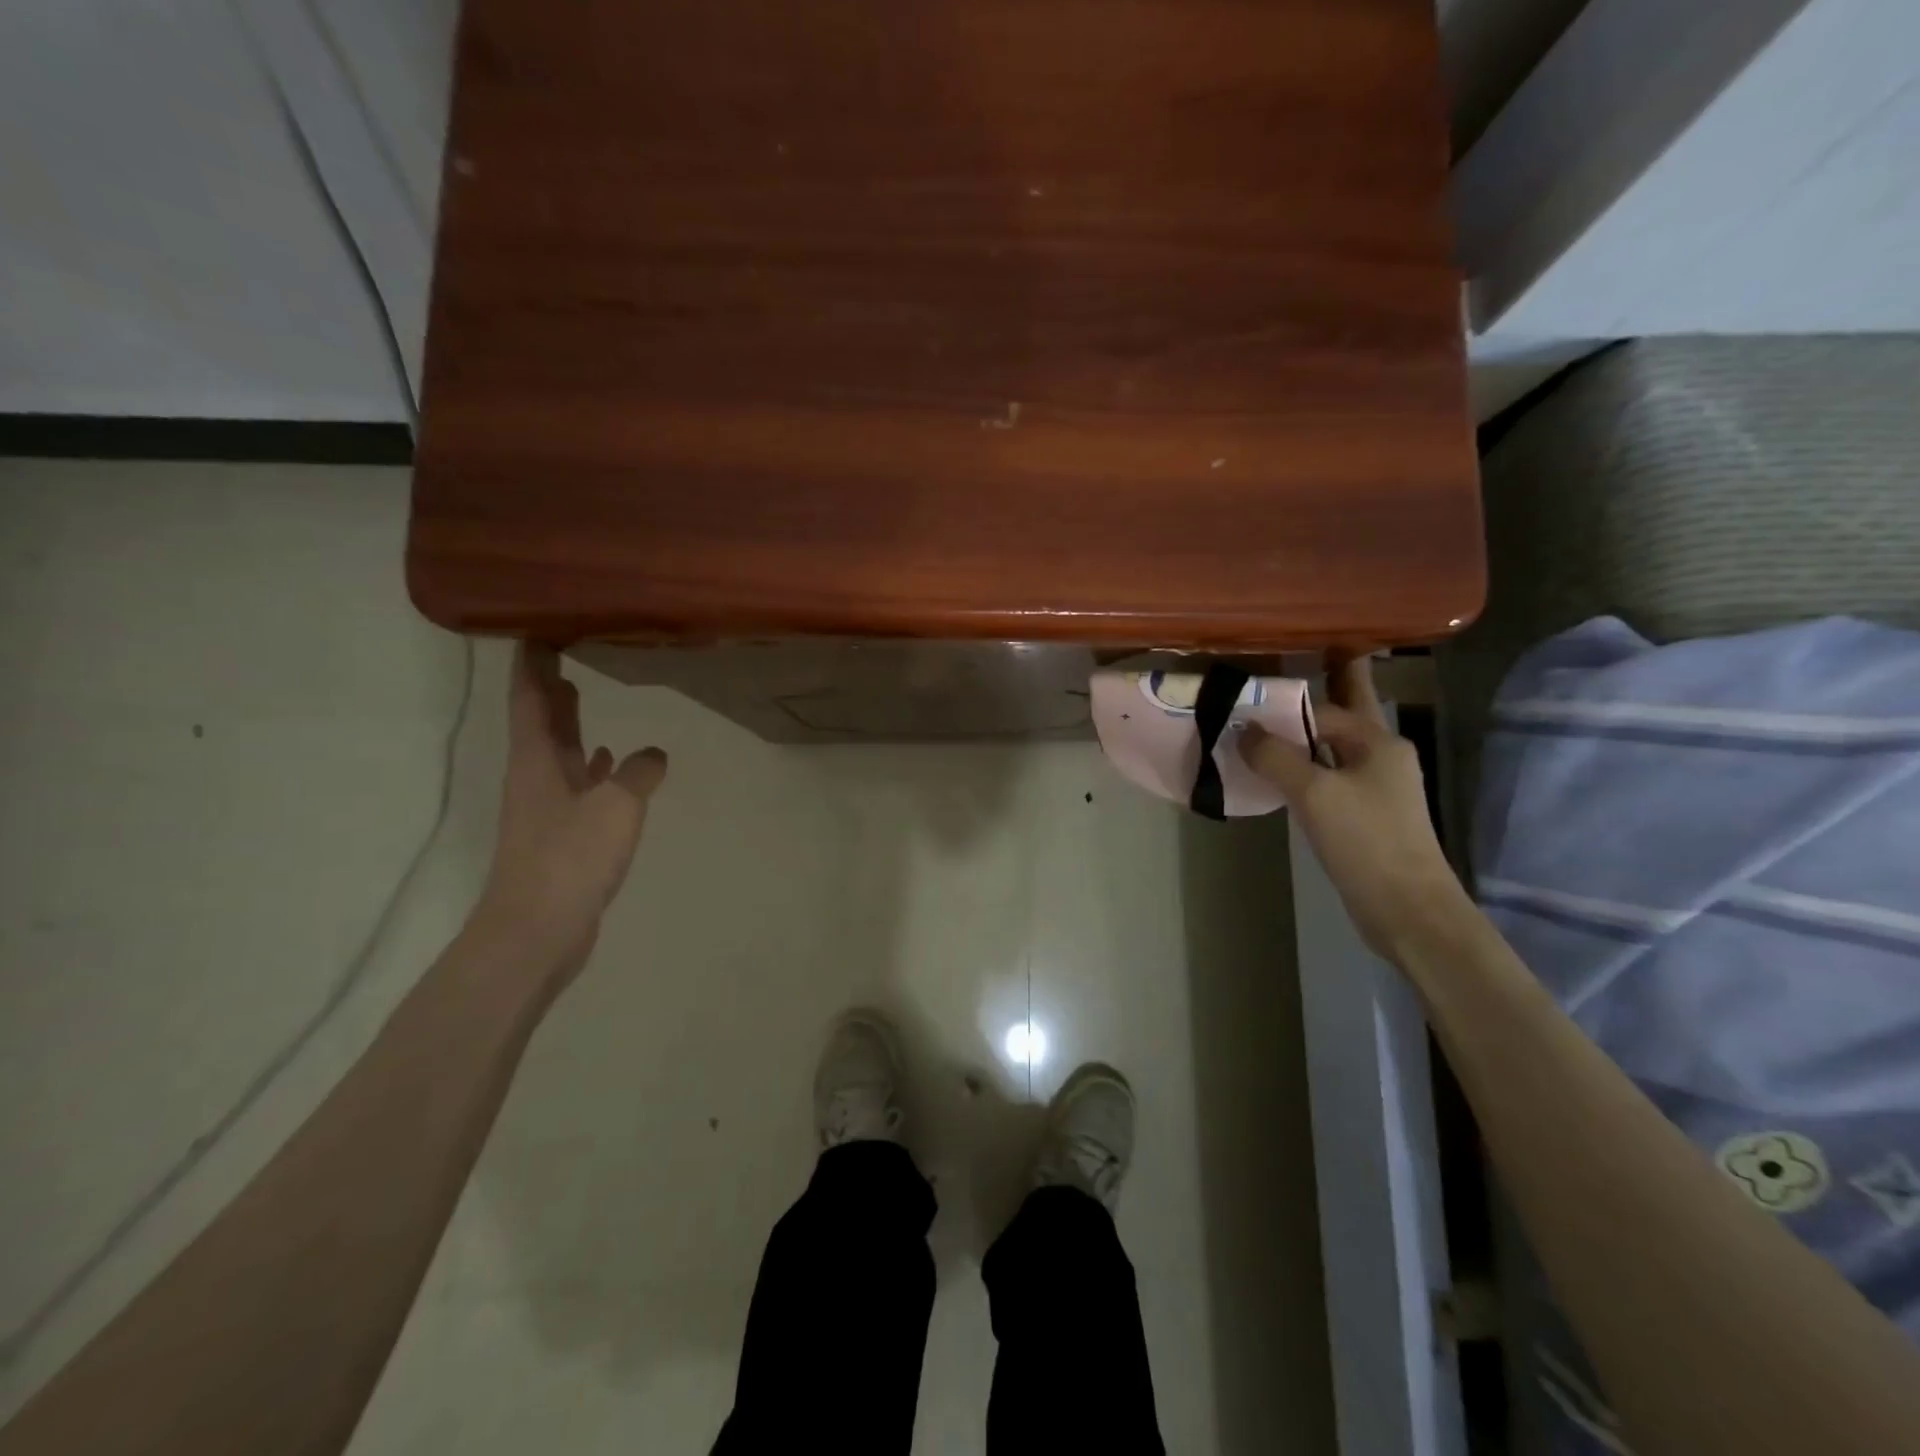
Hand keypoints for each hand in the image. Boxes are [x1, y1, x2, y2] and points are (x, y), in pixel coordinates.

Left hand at [473, 643, 667, 989]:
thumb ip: (638, 772)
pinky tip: (610, 762)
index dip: (533, 662)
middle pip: (540, 719)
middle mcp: (536, 776)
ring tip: (583, 690)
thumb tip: (653, 753)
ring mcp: (547, 806)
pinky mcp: (561, 834)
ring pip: (558, 750)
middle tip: (561, 647)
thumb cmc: (570, 858)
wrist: (536, 931)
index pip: (531, 697)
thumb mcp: (616, 805)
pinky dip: (591, 766)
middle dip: (548, 683)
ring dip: (568, 721)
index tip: (536, 627)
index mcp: (538, 759)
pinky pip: (577, 783)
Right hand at [1243, 654, 1468, 960]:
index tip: (1243, 708)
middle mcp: (1381, 757)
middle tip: (1270, 692)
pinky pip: (1329, 780)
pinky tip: (1278, 779)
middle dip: (1308, 707)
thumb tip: (1242, 731)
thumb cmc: (1364, 840)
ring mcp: (1376, 789)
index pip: (1322, 710)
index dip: (1282, 708)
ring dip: (1299, 742)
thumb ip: (1275, 756)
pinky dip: (1304, 772)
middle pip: (1338, 721)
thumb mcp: (1313, 792)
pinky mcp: (1366, 817)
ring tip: (1259, 734)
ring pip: (1330, 752)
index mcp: (1378, 742)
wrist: (1407, 908)